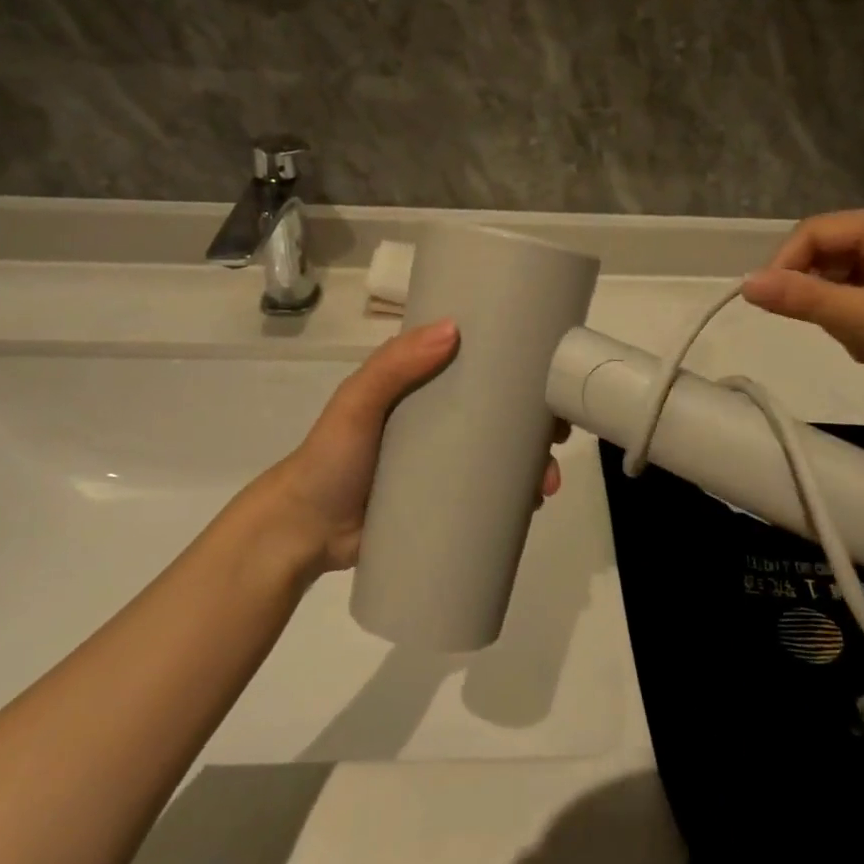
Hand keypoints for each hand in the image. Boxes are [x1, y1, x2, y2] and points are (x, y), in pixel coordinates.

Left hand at [264, 320, 562, 571]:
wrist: (303, 533)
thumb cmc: (331, 458)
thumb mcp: (357, 402)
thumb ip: (394, 365)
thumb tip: (454, 329)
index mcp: (424, 387)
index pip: (480, 368)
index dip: (519, 370)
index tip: (551, 376)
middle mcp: (441, 420)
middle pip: (502, 414)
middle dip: (538, 422)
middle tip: (561, 436)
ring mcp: (446, 464)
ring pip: (503, 457)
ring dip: (535, 463)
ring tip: (548, 483)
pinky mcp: (445, 503)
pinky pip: (489, 495)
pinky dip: (517, 497)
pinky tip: (535, 505)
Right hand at [741, 206, 863, 415]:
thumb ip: (805, 299)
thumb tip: (745, 284)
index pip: (813, 233)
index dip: (785, 265)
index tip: (769, 304)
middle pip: (824, 257)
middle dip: (822, 298)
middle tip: (840, 331)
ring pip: (837, 283)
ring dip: (840, 316)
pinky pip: (856, 300)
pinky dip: (857, 325)